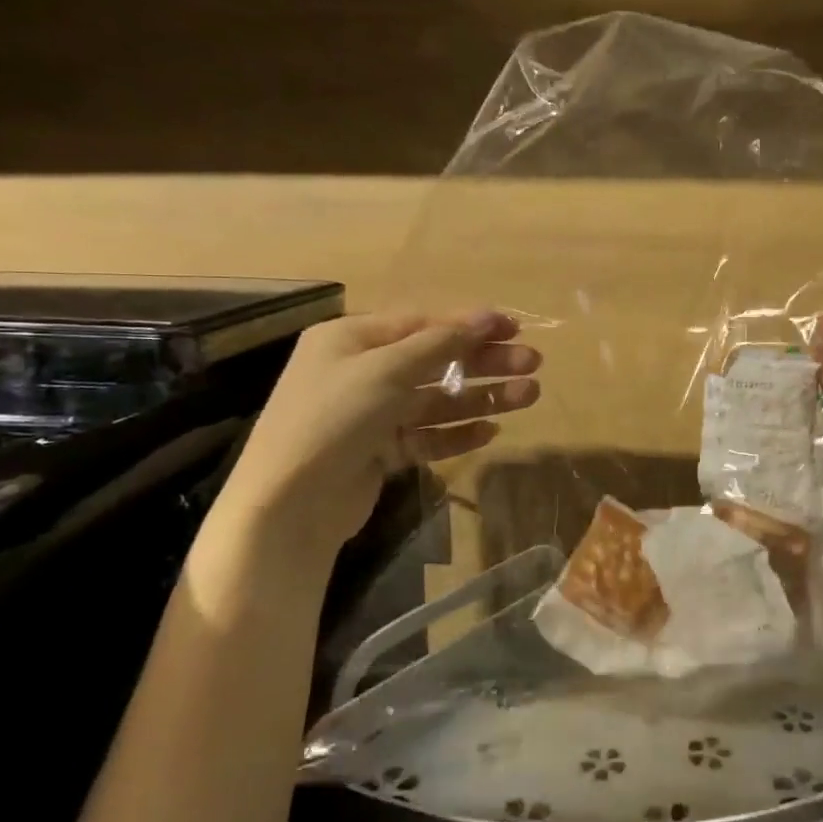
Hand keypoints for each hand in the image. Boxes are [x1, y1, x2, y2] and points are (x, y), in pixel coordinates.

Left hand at [213, 311, 540, 563]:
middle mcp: (362, 372)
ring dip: (482, 397)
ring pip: (438, 401)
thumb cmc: (334, 418)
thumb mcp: (386, 369)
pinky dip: (458, 433)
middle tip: (533, 364)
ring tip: (529, 395)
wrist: (289, 505)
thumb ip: (440, 343)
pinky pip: (428, 436)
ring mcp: (372, 415)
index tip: (514, 328)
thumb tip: (486, 317)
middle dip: (485, 362)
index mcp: (352, 339)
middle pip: (436, 361)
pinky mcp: (382, 452)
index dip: (470, 325)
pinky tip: (490, 431)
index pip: (422, 324)